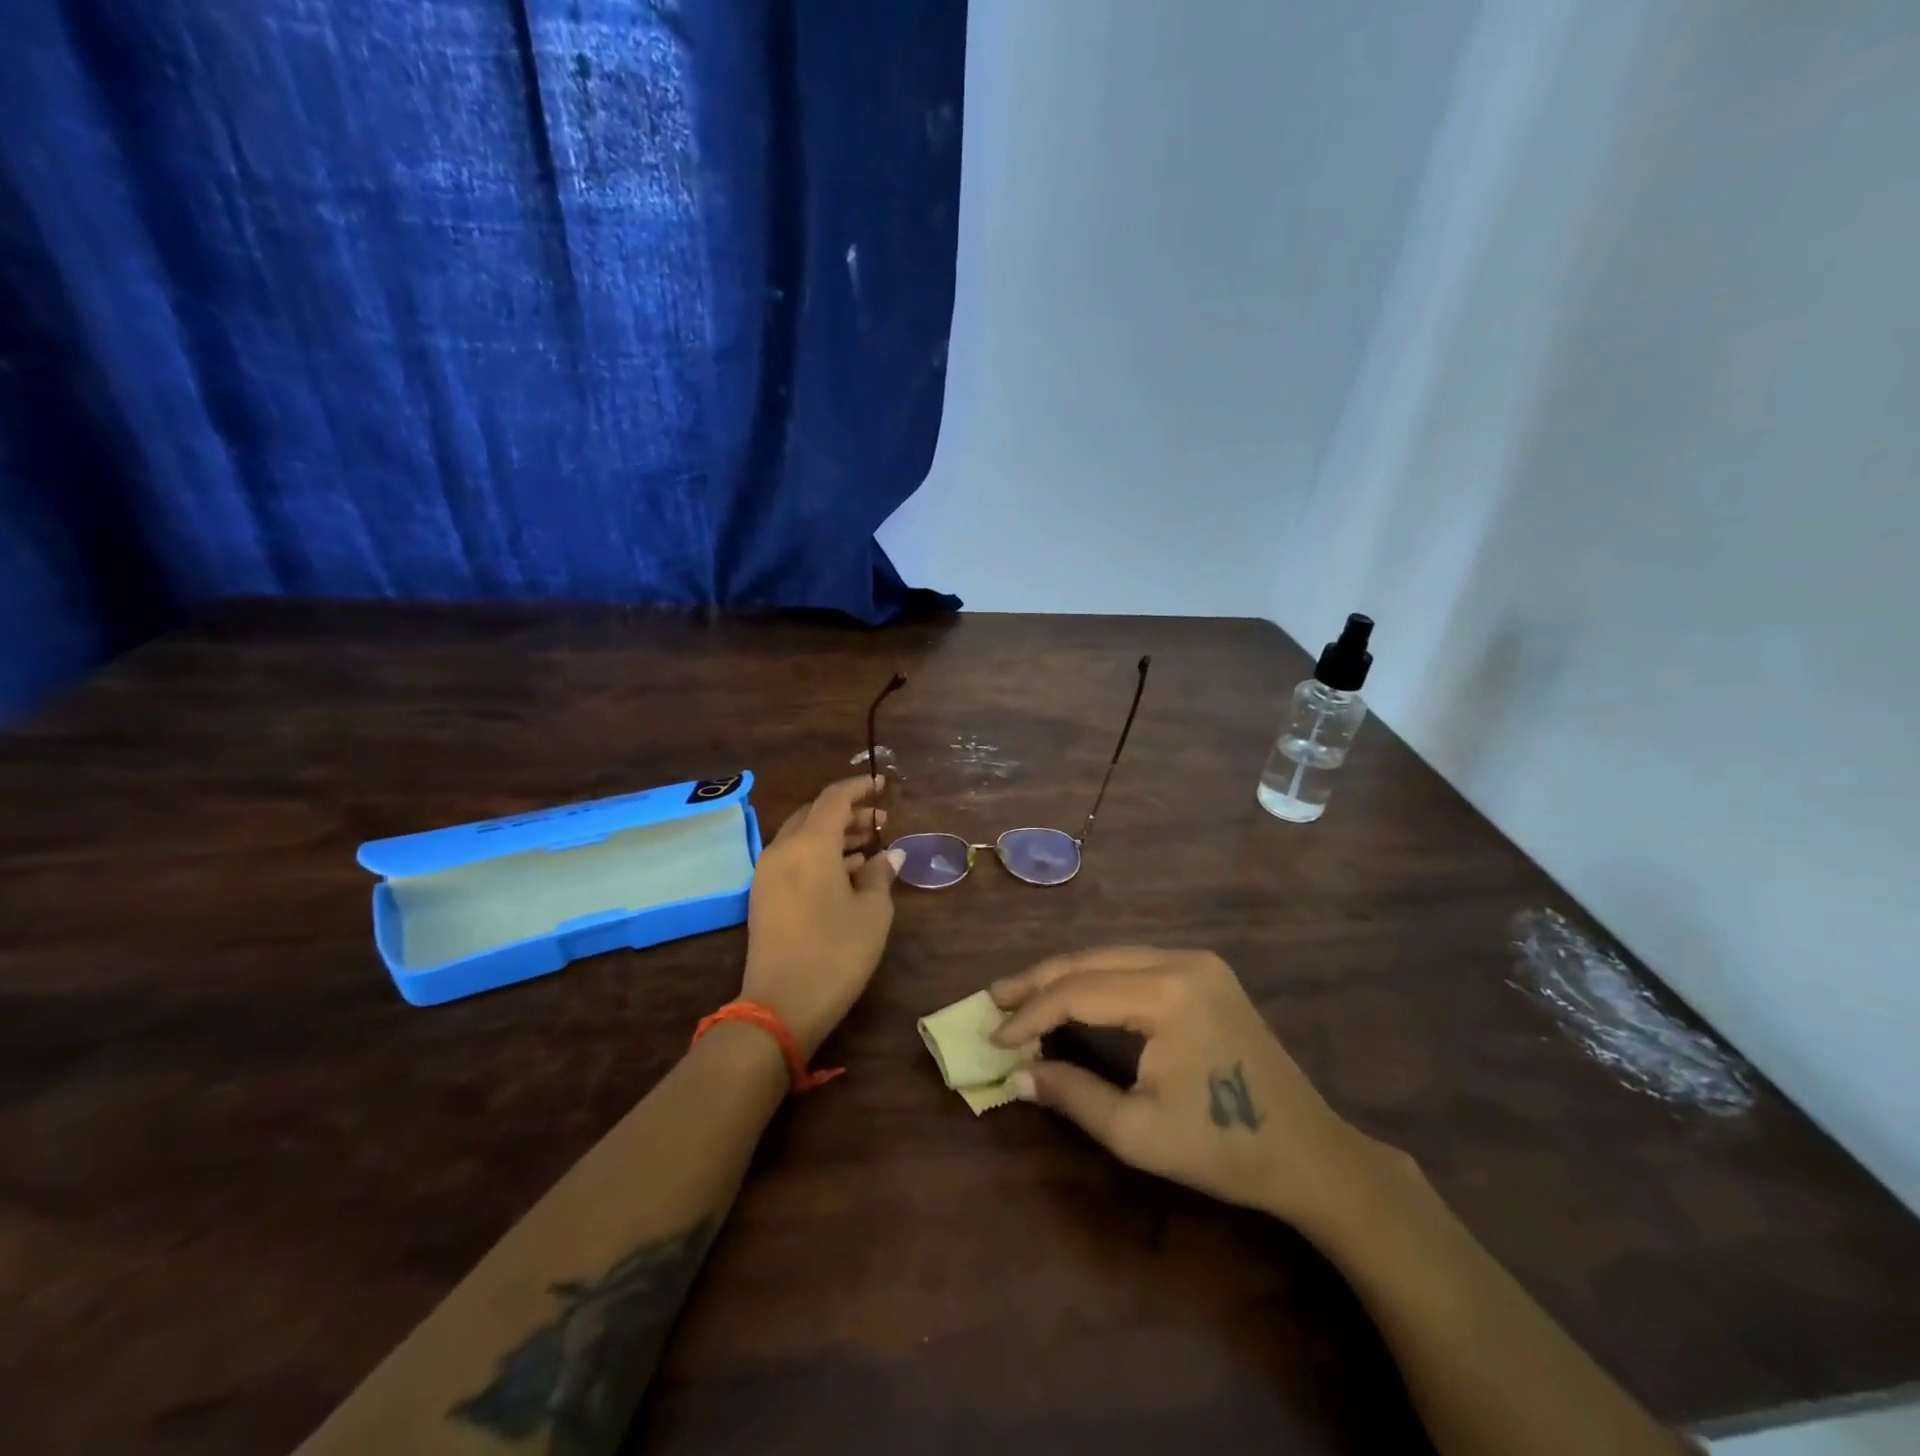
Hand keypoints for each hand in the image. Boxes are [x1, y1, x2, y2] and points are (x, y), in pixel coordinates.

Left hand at [742, 775, 903, 1056]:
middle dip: (847, 813)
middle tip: (879, 822)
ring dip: (833, 835)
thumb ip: (880, 875)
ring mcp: (767, 874)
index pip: (834, 798)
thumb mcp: (872, 913)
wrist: (779, 1007)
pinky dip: (818, 854)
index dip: (860, 787)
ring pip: (802, 837)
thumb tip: (889, 855)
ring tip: (867, 847)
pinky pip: (792, 859)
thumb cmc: (836, 953)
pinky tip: (844, 873)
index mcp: (810, 844)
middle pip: (815, 814)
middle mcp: (783, 850)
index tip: (883, 785)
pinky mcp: (762, 896)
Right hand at [990, 947, 1377, 1226]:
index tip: (995, 1038)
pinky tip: (1072, 996)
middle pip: (1091, 961)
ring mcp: (1198, 962)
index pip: (1078, 992)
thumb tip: (1016, 1075)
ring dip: (1065, 977)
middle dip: (1039, 981)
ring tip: (1021, 996)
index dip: (1031, 1014)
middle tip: (994, 998)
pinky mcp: (1205, 973)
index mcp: (1168, 993)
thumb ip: (1071, 1094)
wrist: (1309, 1153)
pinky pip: (1134, 965)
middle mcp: (1182, 961)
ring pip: (1111, 957)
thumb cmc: (1223, 1147)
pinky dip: (1096, 980)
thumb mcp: (1136, 1132)